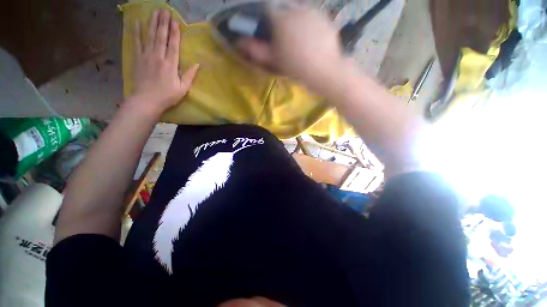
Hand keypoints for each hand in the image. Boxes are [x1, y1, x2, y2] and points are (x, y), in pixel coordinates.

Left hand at [130, 10, 198, 115]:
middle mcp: (158, 56)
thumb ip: (189, 76)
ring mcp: (146, 56)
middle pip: (161, 36)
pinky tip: (137, 22)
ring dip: (152, 23)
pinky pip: (137, 42)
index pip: (173, 45)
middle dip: (163, 23)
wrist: (146, 100)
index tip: (175, 21)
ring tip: (154, 11)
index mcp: (170, 64)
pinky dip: (137, 31)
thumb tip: (197, 65)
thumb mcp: (183, 89)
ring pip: (149, 36)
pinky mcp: (138, 58)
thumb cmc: (167, 96)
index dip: (175, 33)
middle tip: (165, 10)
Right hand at [237, 6, 345, 91]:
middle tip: (285, 38)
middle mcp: (295, 8)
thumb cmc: (297, 67)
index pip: (266, 10)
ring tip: (299, 39)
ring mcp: (312, 10)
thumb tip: (239, 42)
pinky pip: (311, 15)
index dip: (266, 21)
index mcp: (281, 19)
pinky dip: (308, 22)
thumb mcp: (275, 61)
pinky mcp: (324, 16)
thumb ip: (257, 50)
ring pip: (297, 10)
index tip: (269, 32)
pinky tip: (311, 38)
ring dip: (294, 20)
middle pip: (283, 8)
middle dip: (280, 20)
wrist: (325, 71)